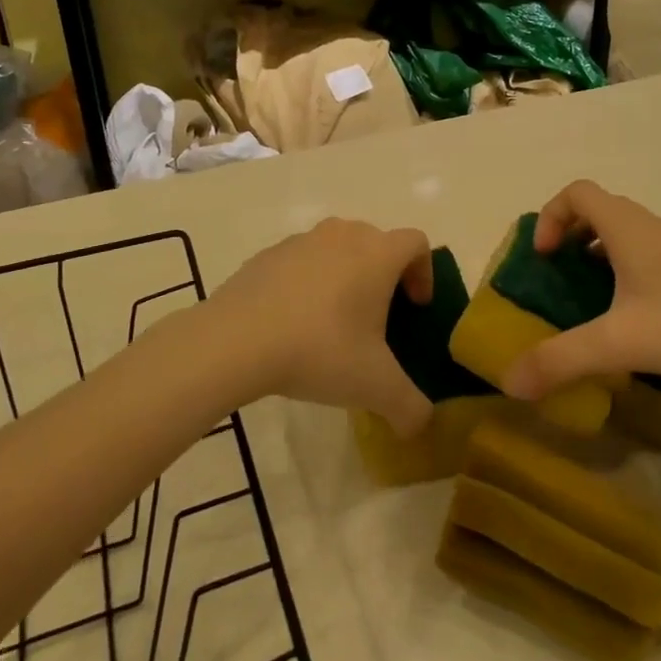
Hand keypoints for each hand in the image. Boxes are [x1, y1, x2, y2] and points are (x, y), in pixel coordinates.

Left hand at [205, 219, 434, 434]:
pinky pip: (302, 261)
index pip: (416, 243)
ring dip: (346, 276)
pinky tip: (295, 322)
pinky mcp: (268, 254)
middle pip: (377, 242)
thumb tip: (423, 424)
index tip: (415, 307)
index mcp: (377, 254)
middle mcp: (344, 235)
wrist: (236, 340)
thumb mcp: (375, 387)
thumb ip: (410, 407)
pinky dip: (309, 282)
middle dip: (385, 275)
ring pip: (338, 248)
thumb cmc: (319, 350)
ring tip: (334, 321)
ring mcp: (302, 240)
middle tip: (379, 318)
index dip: (425, 272)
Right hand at [502, 180, 660, 401]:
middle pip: (600, 210)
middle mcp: (654, 227)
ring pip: (628, 234)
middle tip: (559, 278)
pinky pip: (651, 255)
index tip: (544, 258)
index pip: (577, 192)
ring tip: (593, 301)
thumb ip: (561, 361)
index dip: (550, 216)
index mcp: (629, 228)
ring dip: (600, 255)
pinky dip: (629, 272)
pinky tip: (639, 319)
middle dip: (570, 237)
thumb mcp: (620, 345)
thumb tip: (508, 382)